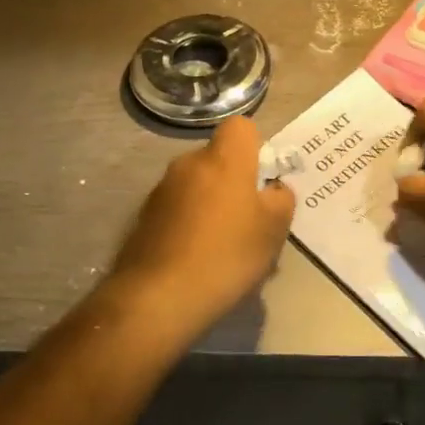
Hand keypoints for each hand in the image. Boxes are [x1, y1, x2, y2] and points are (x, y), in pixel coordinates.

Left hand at [105, 116, 295, 344]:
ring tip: (222, 248)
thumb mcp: (273, 230)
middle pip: (218, 158)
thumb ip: (281, 199)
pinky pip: (177, 208)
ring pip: (197, 185)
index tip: (262, 180)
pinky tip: (196, 259)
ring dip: (210, 204)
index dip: (255, 147)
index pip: (241, 126)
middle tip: (248, 221)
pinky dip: (188, 223)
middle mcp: (189, 163)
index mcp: (223, 158)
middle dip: (233, 181)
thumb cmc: (226, 255)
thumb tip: (273, 190)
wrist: (158, 298)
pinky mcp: (144, 216)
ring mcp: (162, 189)